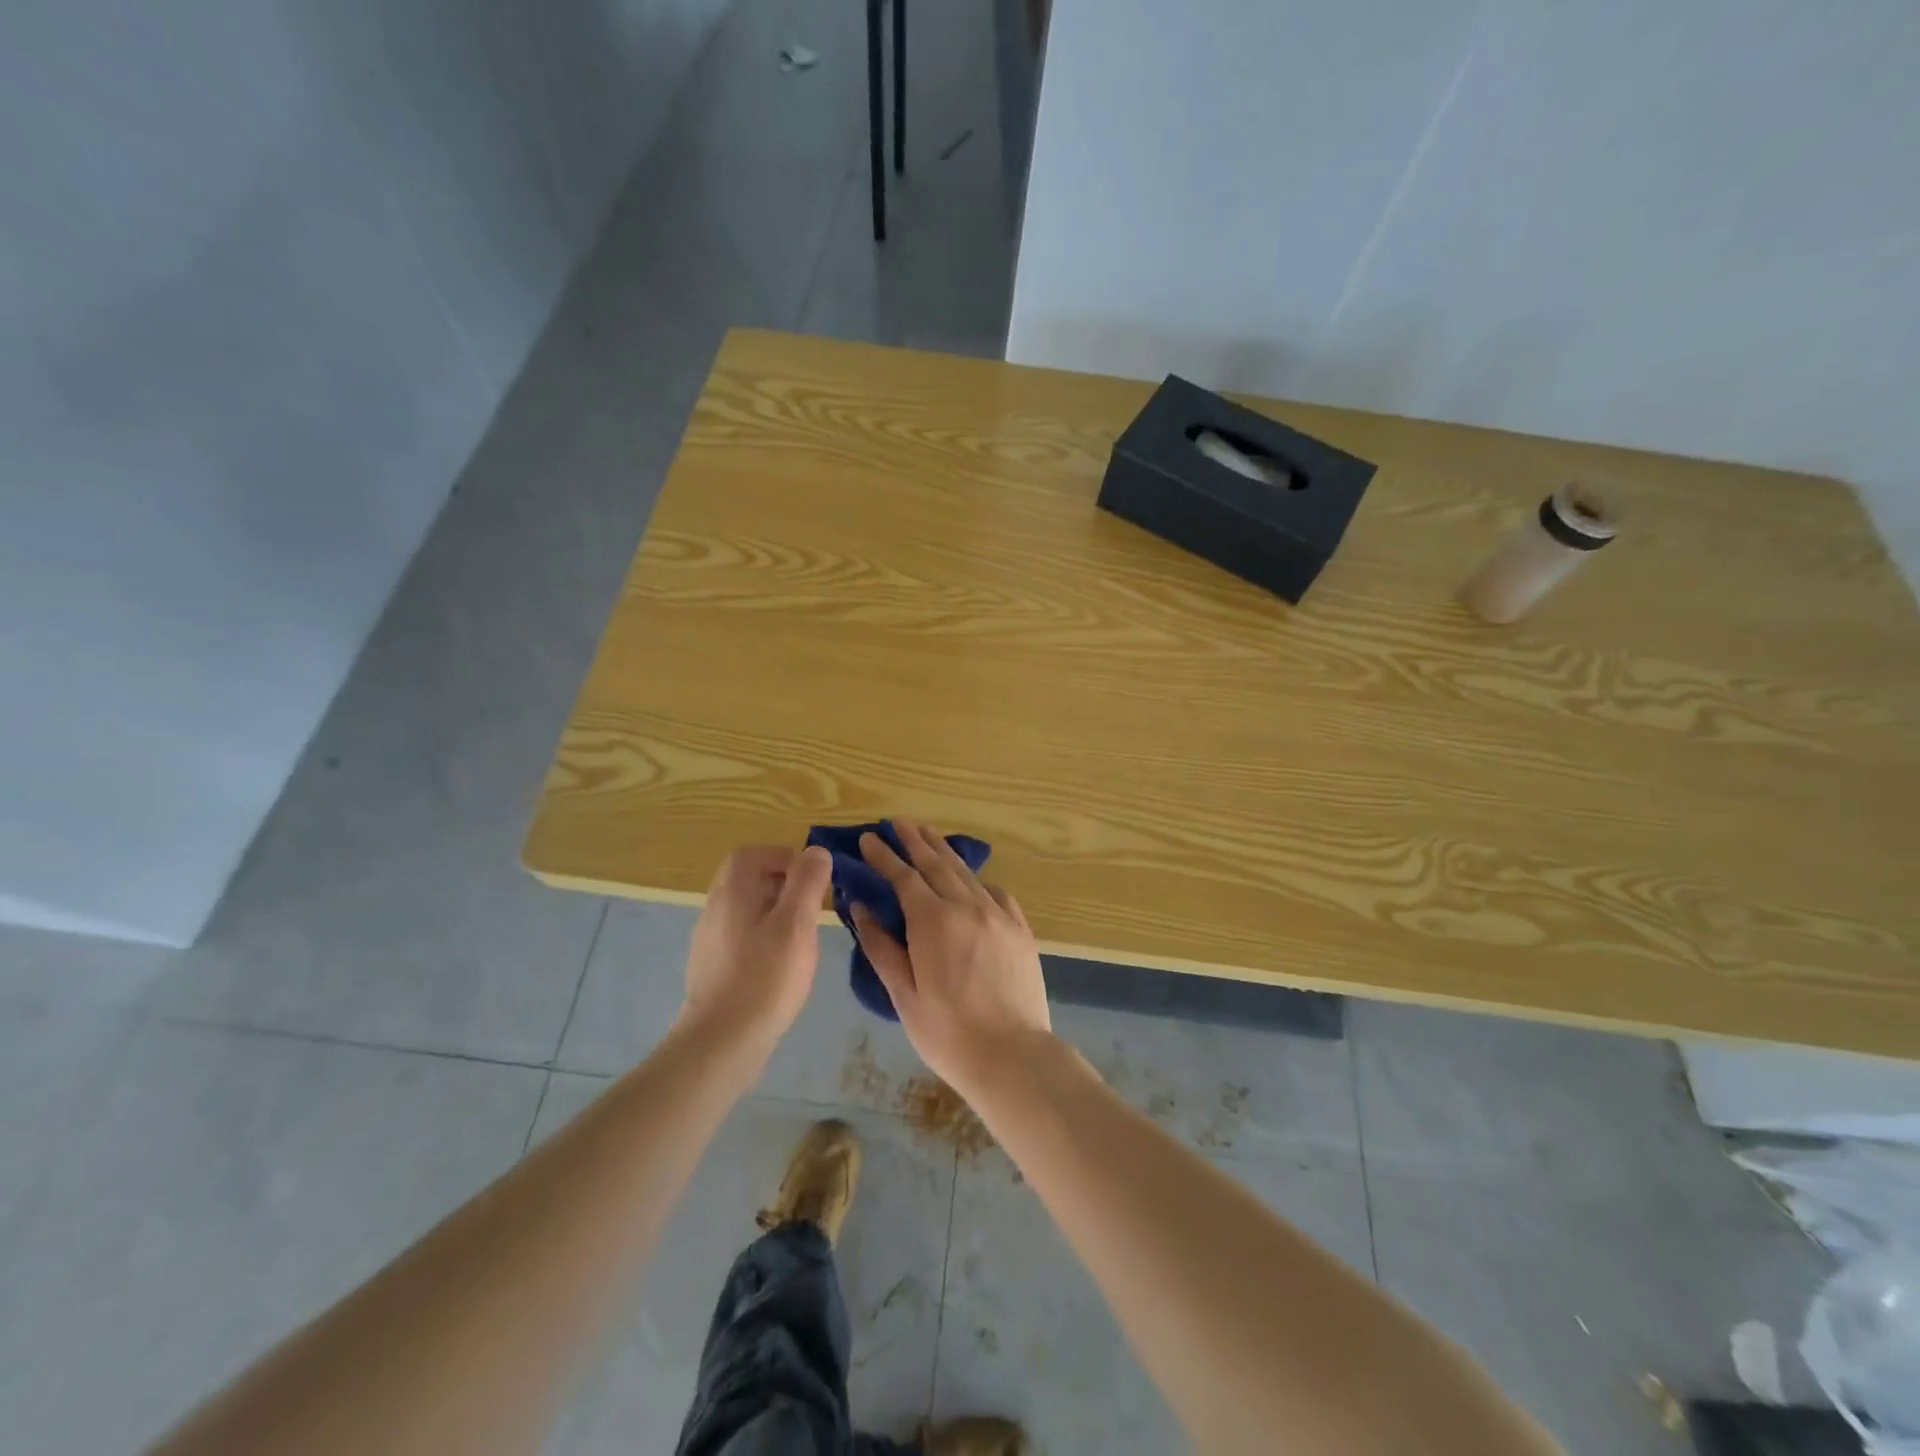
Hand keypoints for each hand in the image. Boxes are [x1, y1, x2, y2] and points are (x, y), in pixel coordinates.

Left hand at [678, 845, 832, 1062]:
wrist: (721, 1042)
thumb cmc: (765, 978)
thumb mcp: (796, 924)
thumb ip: (807, 882)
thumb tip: (816, 851)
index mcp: (733, 892)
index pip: (752, 854)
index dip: (784, 857)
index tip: (812, 879)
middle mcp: (715, 908)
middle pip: (746, 878)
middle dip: (781, 883)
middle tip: (810, 904)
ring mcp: (709, 939)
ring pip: (744, 908)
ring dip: (774, 910)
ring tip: (801, 934)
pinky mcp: (712, 966)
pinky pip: (739, 935)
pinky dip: (762, 936)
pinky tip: (780, 963)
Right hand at [852, 820, 1051, 1098]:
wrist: (1013, 1055)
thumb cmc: (948, 1033)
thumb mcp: (903, 995)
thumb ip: (881, 947)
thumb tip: (861, 909)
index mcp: (933, 921)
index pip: (903, 877)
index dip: (884, 856)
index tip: (868, 839)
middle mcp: (967, 906)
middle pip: (936, 863)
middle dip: (914, 840)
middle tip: (898, 822)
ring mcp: (998, 915)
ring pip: (966, 873)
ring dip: (944, 851)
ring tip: (928, 835)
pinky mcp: (1020, 929)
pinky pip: (995, 892)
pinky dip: (977, 881)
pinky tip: (971, 880)